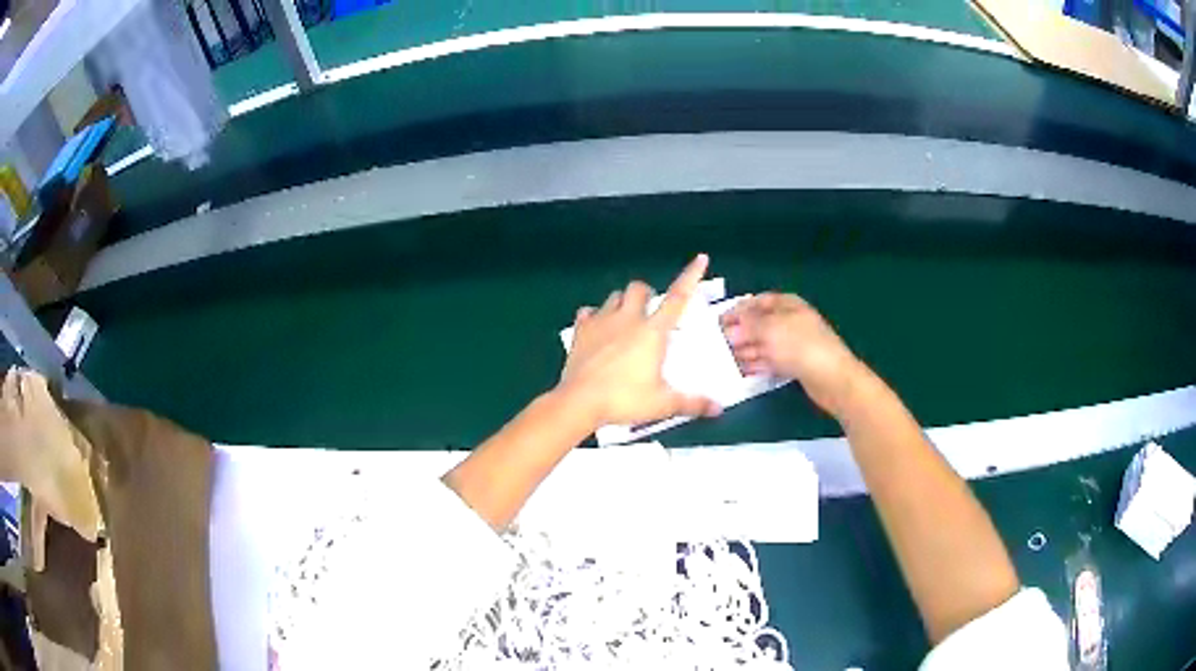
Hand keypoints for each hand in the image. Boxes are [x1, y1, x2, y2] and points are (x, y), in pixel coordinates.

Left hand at [558, 255, 721, 426]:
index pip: (678, 298)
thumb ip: (692, 403)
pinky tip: (596, 328)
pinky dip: (594, 316)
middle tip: (651, 311)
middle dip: (648, 294)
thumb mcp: (663, 404)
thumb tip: (718, 408)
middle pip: (640, 288)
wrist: (579, 402)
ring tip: (626, 320)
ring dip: (623, 302)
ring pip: (614, 296)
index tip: (701, 258)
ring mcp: (601, 321)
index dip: (691, 276)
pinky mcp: (580, 330)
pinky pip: (587, 312)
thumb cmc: (625, 400)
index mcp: (652, 332)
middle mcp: (628, 318)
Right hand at [721, 293, 867, 416]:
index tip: (717, 322)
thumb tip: (730, 327)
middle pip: (759, 323)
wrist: (831, 377)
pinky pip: (771, 360)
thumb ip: (747, 325)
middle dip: (739, 333)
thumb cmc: (800, 346)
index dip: (737, 310)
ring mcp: (793, 343)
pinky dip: (757, 364)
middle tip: (717, 345)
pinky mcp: (795, 364)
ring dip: (746, 350)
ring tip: (724, 360)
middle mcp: (789, 320)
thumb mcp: (770, 329)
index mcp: (787, 304)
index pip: (757, 302)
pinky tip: (742, 371)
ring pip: (763, 343)